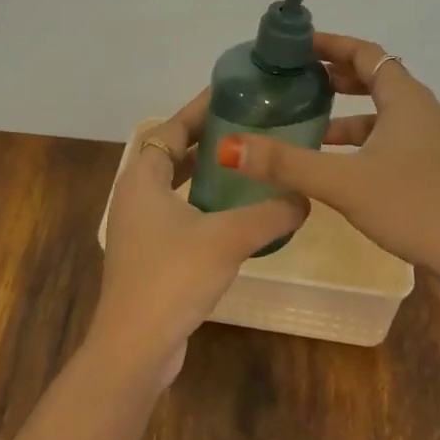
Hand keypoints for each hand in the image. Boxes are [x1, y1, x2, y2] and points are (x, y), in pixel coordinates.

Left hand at [89, 90, 308, 387]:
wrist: (135, 346)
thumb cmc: (173, 277)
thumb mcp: (228, 238)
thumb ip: (270, 214)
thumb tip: (305, 197)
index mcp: (142, 178)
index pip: (171, 129)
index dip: (198, 109)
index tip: (230, 93)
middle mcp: (135, 196)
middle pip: (170, 153)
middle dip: (204, 138)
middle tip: (245, 125)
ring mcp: (138, 228)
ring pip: (173, 185)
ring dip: (202, 171)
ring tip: (243, 162)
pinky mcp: (148, 255)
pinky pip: (176, 212)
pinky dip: (200, 202)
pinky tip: (233, 212)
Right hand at [215, 32, 439, 316]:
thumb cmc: (414, 207)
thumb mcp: (344, 183)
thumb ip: (286, 164)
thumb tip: (228, 146)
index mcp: (406, 99)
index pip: (365, 52)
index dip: (330, 44)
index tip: (295, 46)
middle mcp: (422, 111)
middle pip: (375, 78)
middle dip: (336, 75)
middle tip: (296, 79)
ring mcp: (432, 142)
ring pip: (383, 113)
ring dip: (348, 112)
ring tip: (309, 122)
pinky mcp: (434, 169)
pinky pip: (391, 139)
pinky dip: (362, 141)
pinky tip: (339, 166)